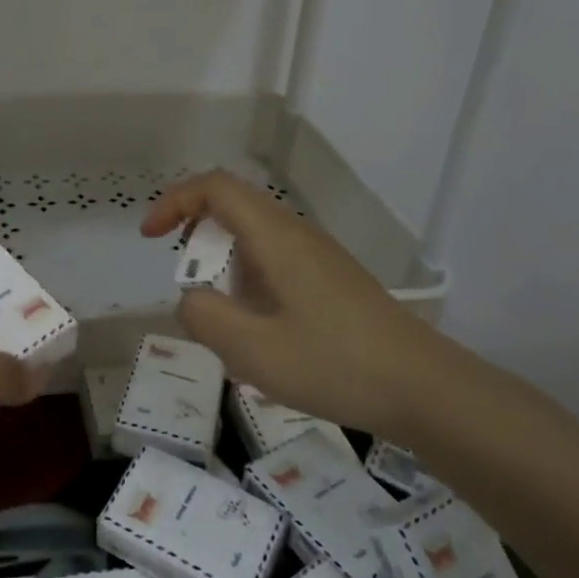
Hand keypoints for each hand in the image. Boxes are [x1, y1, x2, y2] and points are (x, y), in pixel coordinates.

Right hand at [141, 170, 448, 437]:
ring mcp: (319, 256)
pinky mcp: (332, 280)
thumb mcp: (253, 350)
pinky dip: (249, 283)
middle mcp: (296, 234)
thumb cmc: (335, 365)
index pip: (214, 187)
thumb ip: (204, 316)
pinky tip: (261, 334)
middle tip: (189, 285)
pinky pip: (275, 263)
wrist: (427, 389)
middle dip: (196, 237)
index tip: (151, 238)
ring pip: (254, 238)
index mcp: (275, 237)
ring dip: (224, 266)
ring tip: (224, 320)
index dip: (174, 201)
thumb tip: (191, 298)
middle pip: (233, 207)